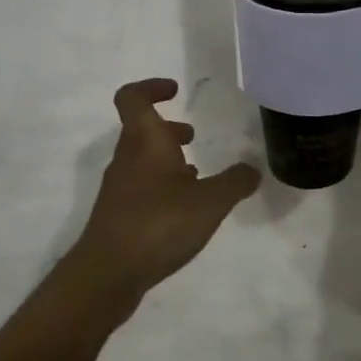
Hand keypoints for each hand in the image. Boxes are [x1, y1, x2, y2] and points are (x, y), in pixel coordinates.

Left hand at [64, 78, 261, 310]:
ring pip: (143, 159)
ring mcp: (119, 187)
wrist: (107, 273)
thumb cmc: (158, 223)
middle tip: (193, 136)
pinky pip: (142, 186)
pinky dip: (162, 185)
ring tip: (197, 174)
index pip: (134, 98)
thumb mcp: (210, 202)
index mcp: (145, 141)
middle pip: (141, 130)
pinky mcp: (118, 214)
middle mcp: (127, 158)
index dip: (152, 87)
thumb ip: (235, 182)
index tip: (175, 90)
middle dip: (169, 129)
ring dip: (167, 159)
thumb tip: (252, 169)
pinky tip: (184, 208)